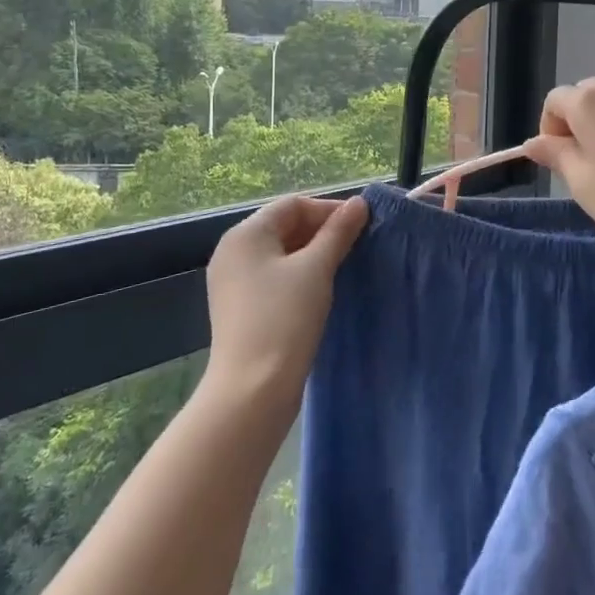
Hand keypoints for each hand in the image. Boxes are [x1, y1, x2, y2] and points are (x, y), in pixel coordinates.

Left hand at [202, 195, 368, 412]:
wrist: (252, 390)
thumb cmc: (285, 319)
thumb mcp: (317, 269)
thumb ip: (338, 232)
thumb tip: (358, 203)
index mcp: (245, 234)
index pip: (293, 205)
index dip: (329, 209)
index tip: (362, 225)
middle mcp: (232, 251)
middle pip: (284, 226)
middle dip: (322, 231)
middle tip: (357, 246)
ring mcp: (232, 281)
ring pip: (280, 253)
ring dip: (313, 254)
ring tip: (344, 266)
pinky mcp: (239, 308)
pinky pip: (273, 277)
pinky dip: (298, 275)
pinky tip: (321, 290)